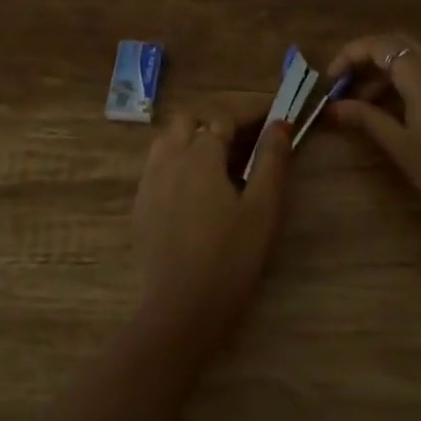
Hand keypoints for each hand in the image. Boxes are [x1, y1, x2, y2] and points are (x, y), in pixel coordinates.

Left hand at [132, 113, 292, 354]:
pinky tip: (194, 188)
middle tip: (245, 140)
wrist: (181, 308)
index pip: (225, 117)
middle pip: (189, 120)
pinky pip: (157, 166)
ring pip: (168, 140)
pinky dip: (177, 161)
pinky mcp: (140, 204)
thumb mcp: (262, 208)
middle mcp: (169, 157)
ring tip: (218, 160)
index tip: (273, 116)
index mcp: (200, 153)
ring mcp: (149, 181)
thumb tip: (280, 125)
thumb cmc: (230, 256)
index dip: (251, 112)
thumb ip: (271, 161)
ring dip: (192, 138)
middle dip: (217, 121)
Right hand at [326, 34, 420, 236]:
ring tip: (362, 104)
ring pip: (412, 58)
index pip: (379, 46)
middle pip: (397, 44)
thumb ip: (366, 118)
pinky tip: (391, 110)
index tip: (331, 80)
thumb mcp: (400, 145)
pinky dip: (403, 81)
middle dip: (366, 58)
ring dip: (384, 72)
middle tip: (344, 84)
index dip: (350, 55)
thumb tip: (333, 106)